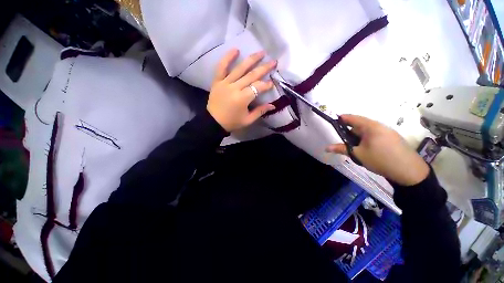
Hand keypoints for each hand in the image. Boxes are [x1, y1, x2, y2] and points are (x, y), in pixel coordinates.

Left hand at [207, 49, 276, 131]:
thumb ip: (260, 111)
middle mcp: (235, 88)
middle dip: (264, 68)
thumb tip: (273, 105)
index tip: (272, 83)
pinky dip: (228, 58)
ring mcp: (225, 83)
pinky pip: (221, 67)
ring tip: (261, 52)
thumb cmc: (232, 122)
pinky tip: (235, 49)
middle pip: (251, 75)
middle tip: (273, 62)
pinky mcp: (217, 81)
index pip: (258, 88)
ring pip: (240, 68)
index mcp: (243, 98)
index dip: (266, 85)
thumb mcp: (248, 120)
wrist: (213, 122)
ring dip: (251, 59)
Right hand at [326, 115, 429, 185]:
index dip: (341, 119)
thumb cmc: (381, 160)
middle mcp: (379, 126)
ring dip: (357, 136)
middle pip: (359, 124)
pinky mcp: (391, 138)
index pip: (352, 118)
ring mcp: (387, 131)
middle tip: (341, 139)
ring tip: (352, 145)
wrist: (409, 171)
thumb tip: (326, 147)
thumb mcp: (358, 154)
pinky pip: (374, 134)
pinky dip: (365, 138)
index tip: (332, 122)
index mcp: (371, 126)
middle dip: (348, 130)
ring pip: (367, 130)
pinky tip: (364, 147)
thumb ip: (342, 149)